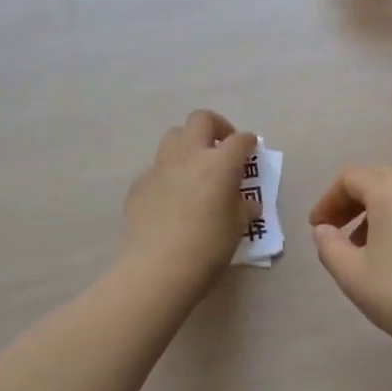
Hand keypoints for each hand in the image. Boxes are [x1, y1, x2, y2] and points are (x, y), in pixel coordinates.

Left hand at [120, 110, 257, 292]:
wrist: (156, 270)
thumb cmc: (208, 248)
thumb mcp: (238, 228)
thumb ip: (244, 207)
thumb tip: (245, 201)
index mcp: (220, 163)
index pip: (240, 140)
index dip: (248, 142)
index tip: (251, 150)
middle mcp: (189, 155)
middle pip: (201, 120)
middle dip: (216, 127)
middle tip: (223, 147)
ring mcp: (160, 167)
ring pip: (174, 137)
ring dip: (189, 143)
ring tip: (197, 167)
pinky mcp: (139, 184)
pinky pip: (157, 168)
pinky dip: (169, 173)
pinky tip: (173, 198)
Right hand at [308, 165, 391, 348]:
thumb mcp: (352, 275)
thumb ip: (329, 246)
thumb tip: (324, 230)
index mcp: (390, 191)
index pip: (350, 178)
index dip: (328, 200)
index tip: (317, 228)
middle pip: (375, 180)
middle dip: (350, 203)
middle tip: (335, 232)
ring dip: (373, 213)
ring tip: (362, 248)